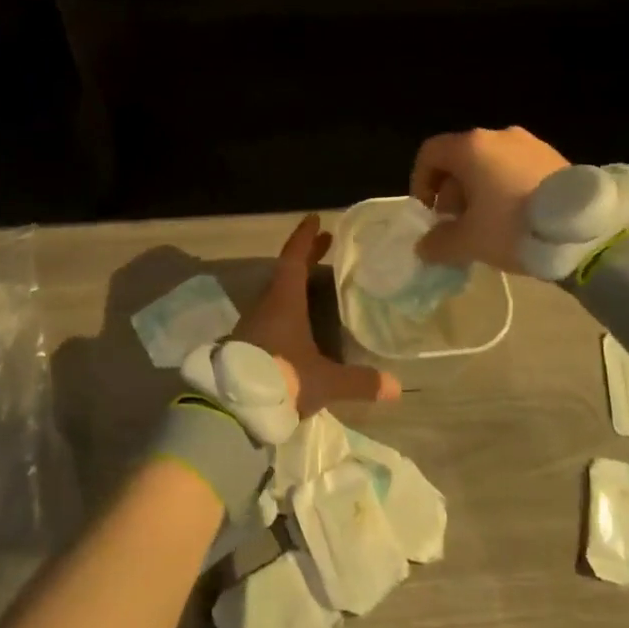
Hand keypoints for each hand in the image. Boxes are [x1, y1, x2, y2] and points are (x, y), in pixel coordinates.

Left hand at [237, 214, 401, 413]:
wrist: (232, 408)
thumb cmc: (281, 380)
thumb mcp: (324, 382)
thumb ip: (359, 382)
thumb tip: (397, 386)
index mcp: (284, 301)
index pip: (294, 259)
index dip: (305, 238)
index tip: (315, 219)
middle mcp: (266, 305)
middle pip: (286, 272)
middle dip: (307, 257)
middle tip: (326, 243)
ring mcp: (252, 324)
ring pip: (276, 294)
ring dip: (296, 283)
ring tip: (318, 281)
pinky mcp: (245, 344)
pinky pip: (270, 314)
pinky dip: (287, 307)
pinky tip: (300, 321)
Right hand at [410, 126, 569, 273]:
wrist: (587, 230)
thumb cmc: (514, 227)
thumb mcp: (469, 242)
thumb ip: (438, 242)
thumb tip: (424, 246)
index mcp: (471, 147)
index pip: (430, 153)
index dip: (420, 182)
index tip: (429, 213)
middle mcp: (498, 135)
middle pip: (460, 159)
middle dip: (452, 192)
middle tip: (459, 225)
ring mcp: (530, 143)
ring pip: (489, 163)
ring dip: (479, 190)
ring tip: (489, 225)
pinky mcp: (555, 156)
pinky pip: (516, 168)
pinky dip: (506, 187)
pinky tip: (517, 217)